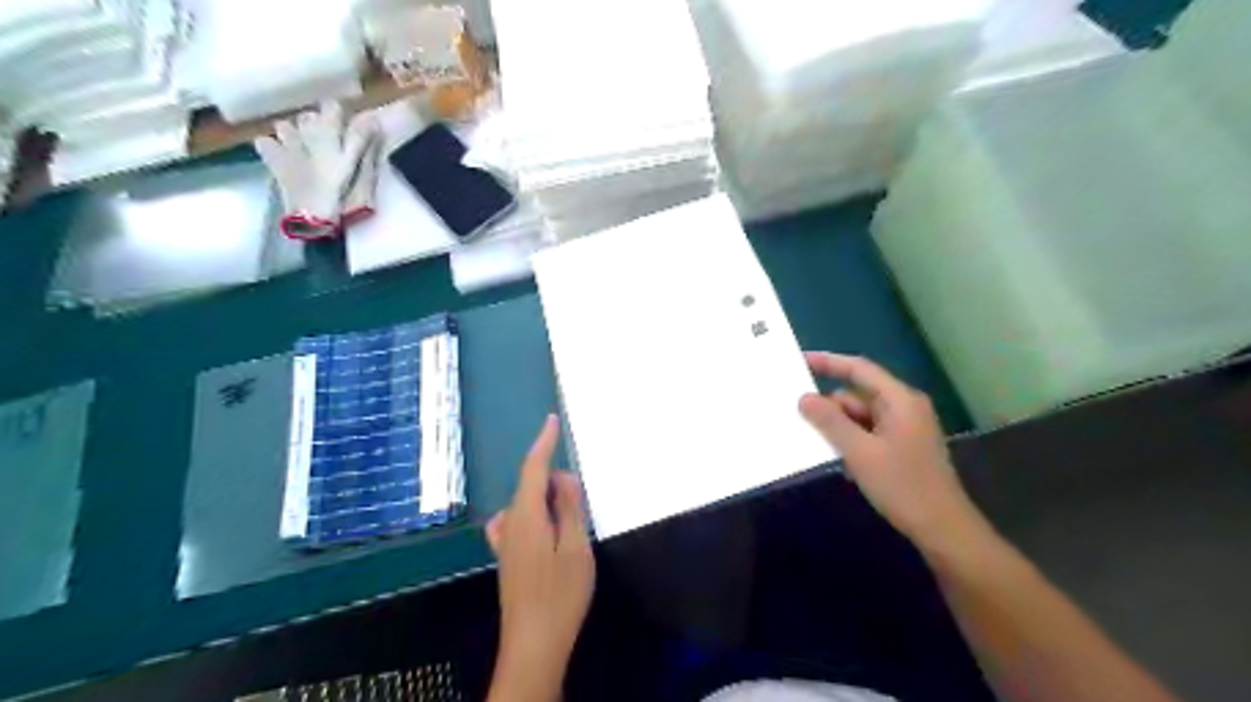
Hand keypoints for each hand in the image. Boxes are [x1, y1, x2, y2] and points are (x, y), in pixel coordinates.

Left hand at [483, 413, 591, 698]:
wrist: (533, 643)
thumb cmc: (561, 594)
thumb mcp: (576, 548)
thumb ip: (570, 508)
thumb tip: (564, 476)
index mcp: (527, 516)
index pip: (533, 468)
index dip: (543, 442)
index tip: (552, 420)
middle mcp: (510, 523)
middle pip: (532, 485)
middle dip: (556, 482)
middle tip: (582, 506)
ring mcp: (506, 542)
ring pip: (527, 503)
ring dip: (547, 500)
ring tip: (570, 520)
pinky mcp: (508, 557)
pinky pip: (518, 521)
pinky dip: (534, 513)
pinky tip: (544, 527)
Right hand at [802, 355, 987, 550]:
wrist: (943, 530)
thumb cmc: (902, 486)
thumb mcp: (860, 452)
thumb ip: (830, 422)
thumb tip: (804, 398)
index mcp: (900, 400)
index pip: (859, 369)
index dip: (829, 362)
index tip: (800, 361)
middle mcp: (903, 408)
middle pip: (857, 396)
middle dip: (829, 406)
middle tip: (795, 415)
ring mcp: (904, 429)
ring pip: (860, 417)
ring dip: (838, 427)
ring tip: (810, 440)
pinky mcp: (902, 448)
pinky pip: (868, 434)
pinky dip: (850, 441)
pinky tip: (835, 459)